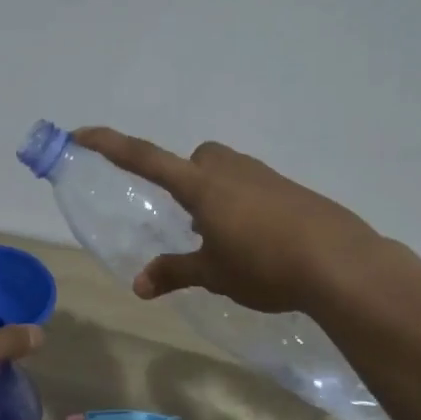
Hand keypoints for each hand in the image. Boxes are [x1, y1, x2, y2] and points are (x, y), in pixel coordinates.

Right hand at [72, 128, 384, 313]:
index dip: (110, 145)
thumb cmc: (264, 265)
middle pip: (198, 160)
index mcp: (201, 186)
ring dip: (217, 196)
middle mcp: (231, 171)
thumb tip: (139, 286)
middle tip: (191, 221)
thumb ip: (175, 273)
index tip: (80, 133)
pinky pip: (255, 188)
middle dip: (187, 180)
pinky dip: (246, 207)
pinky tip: (259, 244)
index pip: (145, 159)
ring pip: (228, 173)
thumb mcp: (214, 274)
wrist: (340, 263)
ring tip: (225, 241)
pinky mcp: (292, 192)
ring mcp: (265, 177)